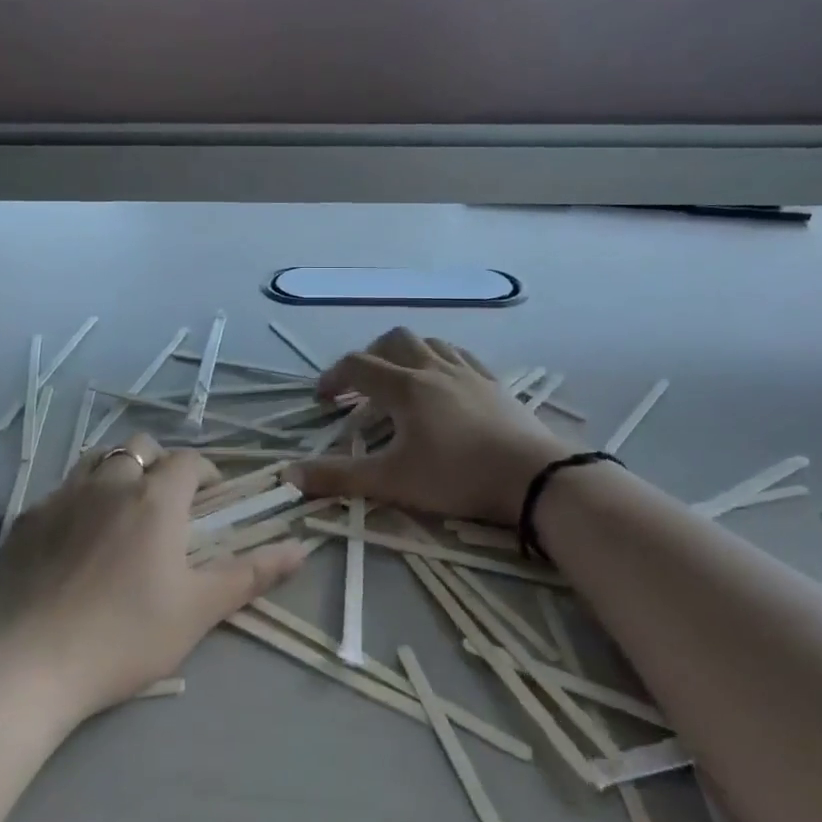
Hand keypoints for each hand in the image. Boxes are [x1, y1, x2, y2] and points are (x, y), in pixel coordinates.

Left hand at [0, 434, 309, 721]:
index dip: (206, 472)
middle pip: (140, 446)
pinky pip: (59, 492)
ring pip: (96, 459)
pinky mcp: (25, 521)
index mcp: (155, 499)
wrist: (25, 666)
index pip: (188, 462)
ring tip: (123, 509)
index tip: (213, 497)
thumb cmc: (124, 637)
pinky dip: (78, 499)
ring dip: (117, 471)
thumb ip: (251, 574)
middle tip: (168, 503)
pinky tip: (74, 539)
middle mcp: (109, 483)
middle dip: (160, 463)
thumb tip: (302, 548)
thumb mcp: (198, 610)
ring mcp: (62, 497)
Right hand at [289, 329, 570, 524]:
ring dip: (406, 353)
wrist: (532, 477)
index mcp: (405, 387)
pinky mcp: (494, 383)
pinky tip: (444, 382)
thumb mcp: (392, 480)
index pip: (358, 366)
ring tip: (400, 379)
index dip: (333, 377)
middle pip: (394, 340)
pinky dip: (440, 359)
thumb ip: (339, 477)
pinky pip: (461, 356)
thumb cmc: (457, 476)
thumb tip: (289, 475)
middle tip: (361, 385)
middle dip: (370, 355)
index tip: (322, 399)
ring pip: (429, 342)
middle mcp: (433, 369)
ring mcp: (468, 372)